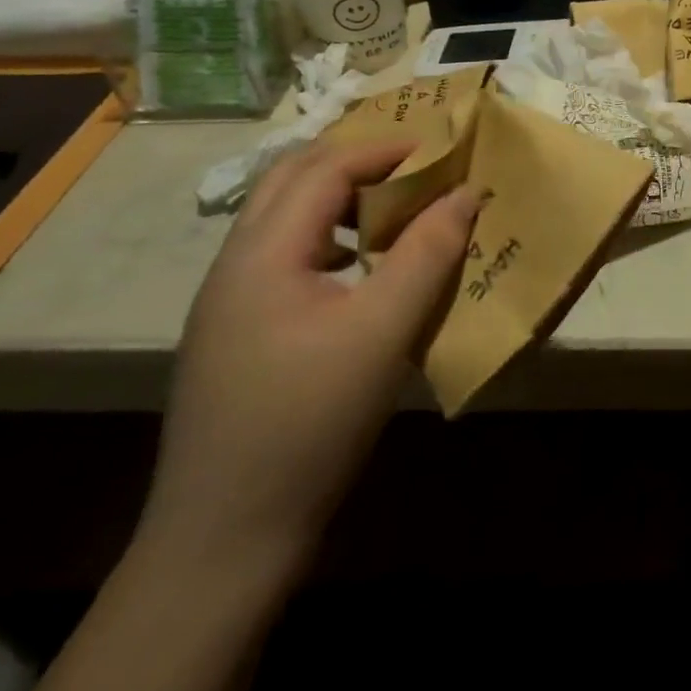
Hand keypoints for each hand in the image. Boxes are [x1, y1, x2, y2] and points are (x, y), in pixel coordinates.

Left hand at [136, 138, 479, 583]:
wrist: (224, 541)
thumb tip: (466, 192)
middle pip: (291, 181)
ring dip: (340, 198)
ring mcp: (228, 303)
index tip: (442, 150)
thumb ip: (428, 253)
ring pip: (283, 219)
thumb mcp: (383, 331)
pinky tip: (361, 271)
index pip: (325, 169)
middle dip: (357, 161)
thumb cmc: (309, 423)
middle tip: (417, 167)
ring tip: (395, 209)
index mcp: (261, 254)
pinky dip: (329, 238)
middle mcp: (234, 266)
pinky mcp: (237, 335)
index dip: (385, 150)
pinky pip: (285, 257)